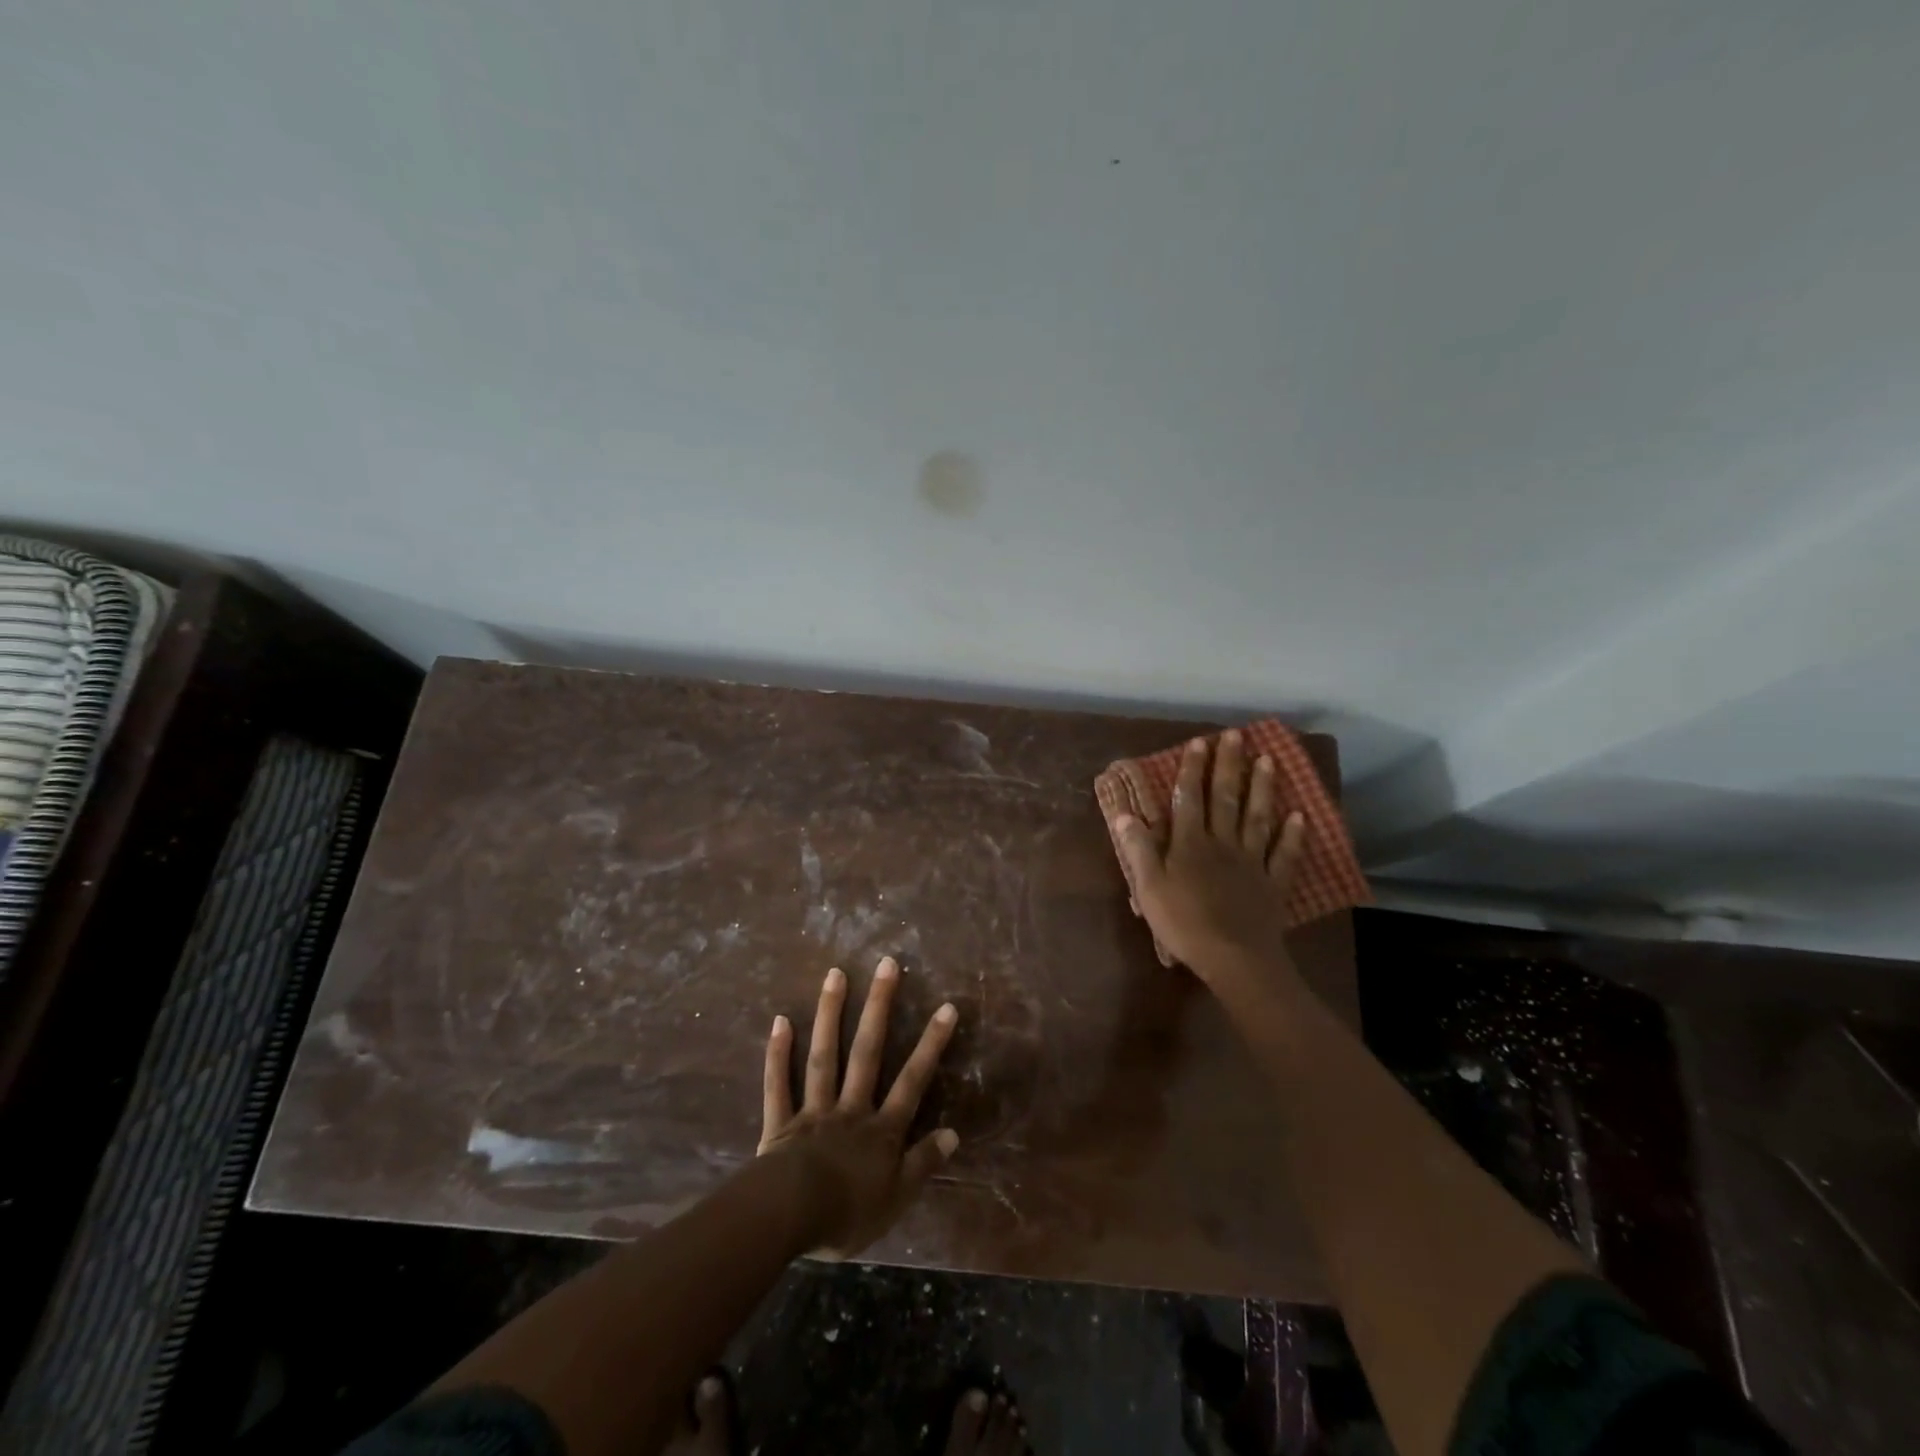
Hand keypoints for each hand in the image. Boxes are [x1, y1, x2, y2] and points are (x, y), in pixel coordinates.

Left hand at [758, 957, 958, 1258]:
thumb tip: (954, 1133)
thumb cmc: (848, 1214)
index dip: (931, 1045)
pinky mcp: (780, 1122)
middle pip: (867, 1052)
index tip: (946, 1007)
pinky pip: (779, 1084)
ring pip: (824, 1056)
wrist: (790, 1219)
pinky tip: (780, 1020)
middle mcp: (851, 1108)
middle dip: (879, 1007)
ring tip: (836, 973)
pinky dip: (778, 1054)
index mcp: (880, 1130)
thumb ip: (924, 1163)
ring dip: (830, 1013)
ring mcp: (814, 1110)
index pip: (912, 1081)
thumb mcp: (898, 1198)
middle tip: (887, 964)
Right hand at [1111, 731, 1305, 986]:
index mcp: (1190, 844)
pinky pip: (1284, 855)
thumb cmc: (1184, 924)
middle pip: (1225, 799)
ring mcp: (1251, 862)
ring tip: (1268, 760)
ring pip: (1257, 818)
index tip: (1198, 742)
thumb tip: (1123, 814)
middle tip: (1236, 735)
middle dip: (1229, 766)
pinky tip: (1299, 815)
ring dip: (1262, 788)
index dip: (1192, 770)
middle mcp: (1222, 844)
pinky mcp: (1272, 883)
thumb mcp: (1148, 888)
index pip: (1189, 799)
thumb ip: (1138, 849)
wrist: (1234, 958)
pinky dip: (1292, 835)